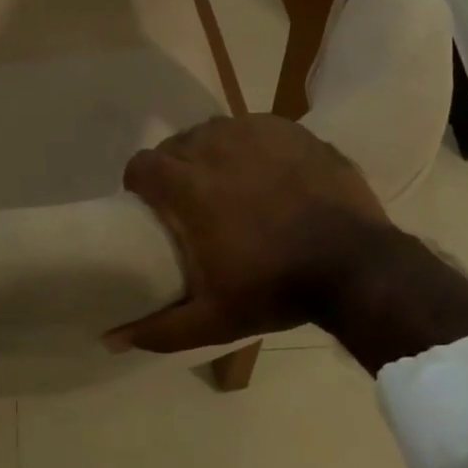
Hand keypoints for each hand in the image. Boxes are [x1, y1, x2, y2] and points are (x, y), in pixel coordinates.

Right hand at [108, 116, 394, 353]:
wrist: (357, 266)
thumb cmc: (276, 288)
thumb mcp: (213, 319)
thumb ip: (158, 328)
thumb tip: (110, 339)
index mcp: (186, 184)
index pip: (140, 165)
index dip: (140, 183)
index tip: (152, 205)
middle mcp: (211, 146)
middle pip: (175, 146)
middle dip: (176, 169)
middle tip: (194, 202)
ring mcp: (252, 131)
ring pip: (212, 132)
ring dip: (210, 153)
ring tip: (229, 183)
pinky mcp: (287, 128)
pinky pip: (251, 128)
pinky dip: (248, 145)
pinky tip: (266, 171)